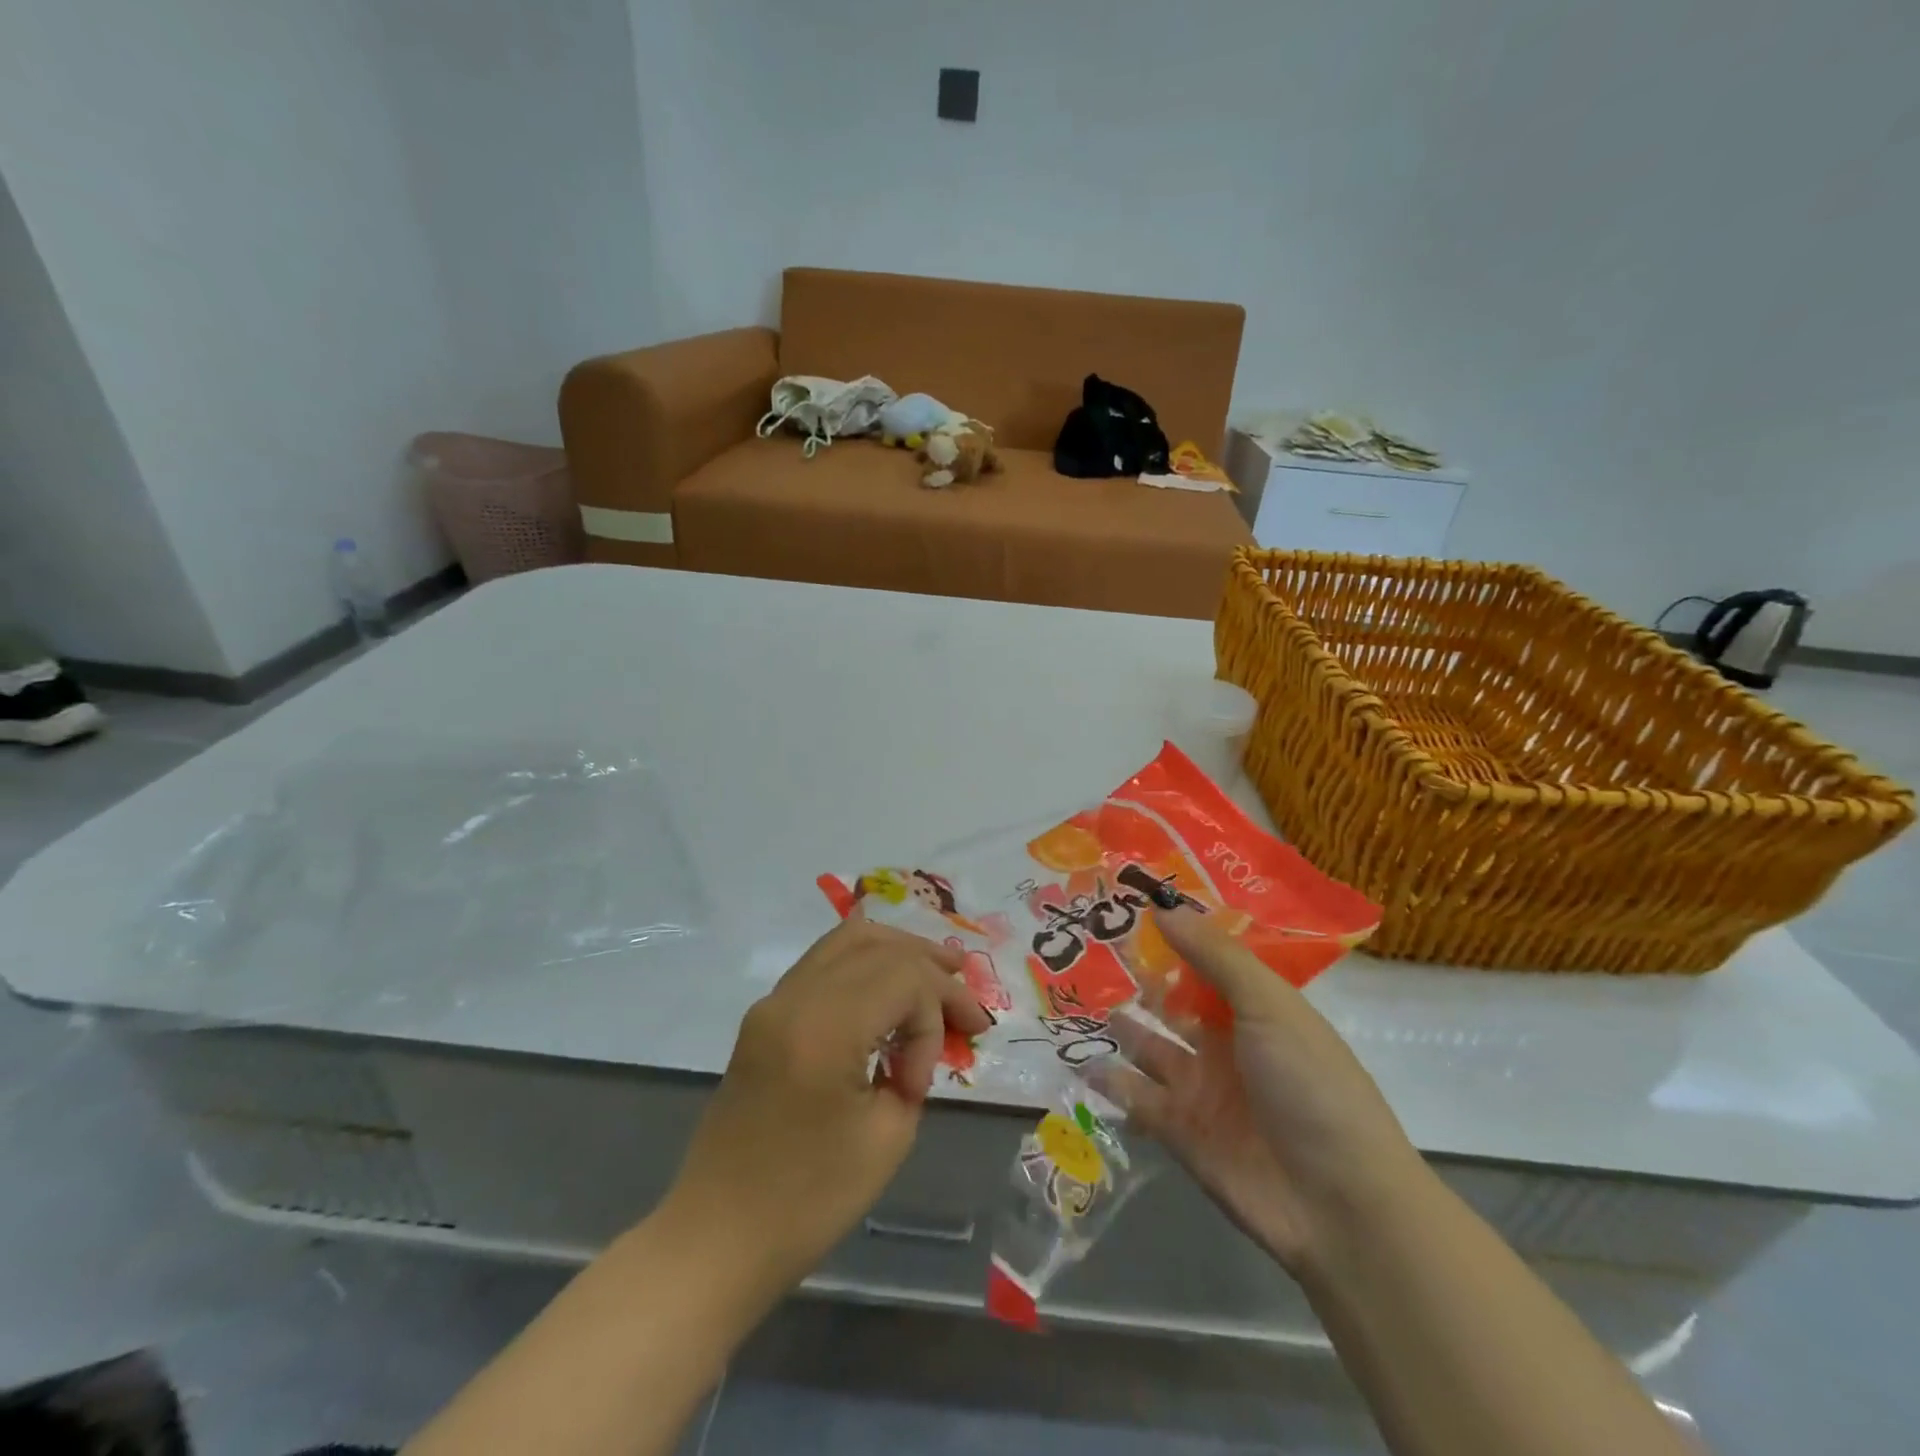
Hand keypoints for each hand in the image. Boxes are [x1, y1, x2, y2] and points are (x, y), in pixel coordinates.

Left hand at [660, 916, 990, 1291]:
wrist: (716, 1237)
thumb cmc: (808, 1201)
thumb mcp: (887, 1137)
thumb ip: (912, 1069)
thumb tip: (916, 1041)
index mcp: (823, 1028)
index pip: (903, 977)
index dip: (935, 1014)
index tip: (930, 1074)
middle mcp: (794, 997)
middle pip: (878, 945)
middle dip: (929, 967)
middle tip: (966, 997)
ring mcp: (773, 1001)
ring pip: (847, 940)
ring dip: (898, 950)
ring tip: (940, 969)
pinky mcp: (765, 1015)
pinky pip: (823, 962)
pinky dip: (866, 961)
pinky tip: (891, 978)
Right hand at [1093, 905, 1425, 1275]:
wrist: (1339, 1205)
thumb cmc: (1311, 1086)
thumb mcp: (1269, 1006)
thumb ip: (1214, 955)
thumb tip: (1162, 907)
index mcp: (1257, 1011)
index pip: (1210, 964)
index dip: (1176, 937)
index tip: (1130, 906)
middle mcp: (1227, 1044)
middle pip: (1175, 1003)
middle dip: (1138, 978)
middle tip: (1089, 945)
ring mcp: (1202, 1089)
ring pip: (1150, 1047)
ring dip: (1120, 1026)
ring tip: (1077, 994)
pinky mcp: (1180, 1132)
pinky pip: (1136, 1097)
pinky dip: (1110, 1080)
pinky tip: (1078, 1057)